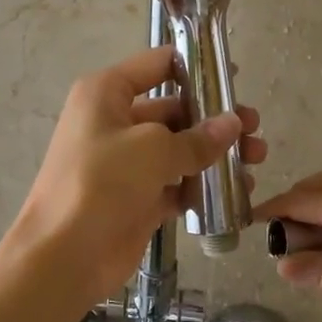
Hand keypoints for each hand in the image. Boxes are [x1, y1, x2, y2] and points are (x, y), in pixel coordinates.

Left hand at [14, 45, 266, 310]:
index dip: (195, 65)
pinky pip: (177, 183)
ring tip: (257, 158)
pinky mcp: (138, 197)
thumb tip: (234, 123)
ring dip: (216, 152)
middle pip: (174, 108)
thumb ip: (198, 137)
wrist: (64, 256)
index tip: (233, 76)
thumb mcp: (152, 150)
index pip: (156, 65)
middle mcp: (115, 121)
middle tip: (255, 127)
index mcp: (107, 94)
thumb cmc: (101, 183)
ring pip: (179, 148)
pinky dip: (204, 186)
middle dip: (215, 117)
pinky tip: (240, 192)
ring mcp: (126, 162)